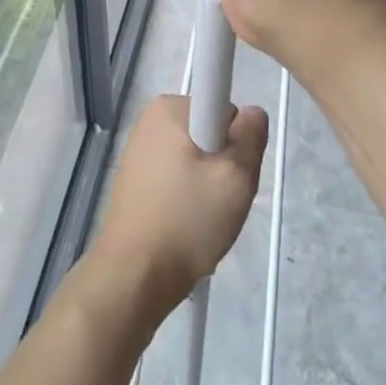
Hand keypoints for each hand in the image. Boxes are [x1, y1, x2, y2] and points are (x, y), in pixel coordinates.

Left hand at [87, 94, 266, 317]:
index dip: (236, 141)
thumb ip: (252, 136)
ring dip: (207, 185)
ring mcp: (139, 150)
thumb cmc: (187, 220)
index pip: (224, 108)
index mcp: (169, 108)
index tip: (228, 174)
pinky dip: (188, 197)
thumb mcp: (236, 177)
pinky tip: (185, 226)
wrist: (134, 276)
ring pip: (196, 158)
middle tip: (221, 200)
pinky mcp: (135, 179)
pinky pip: (177, 177)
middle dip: (222, 164)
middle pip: (210, 133)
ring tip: (202, 219)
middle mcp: (150, 120)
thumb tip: (251, 113)